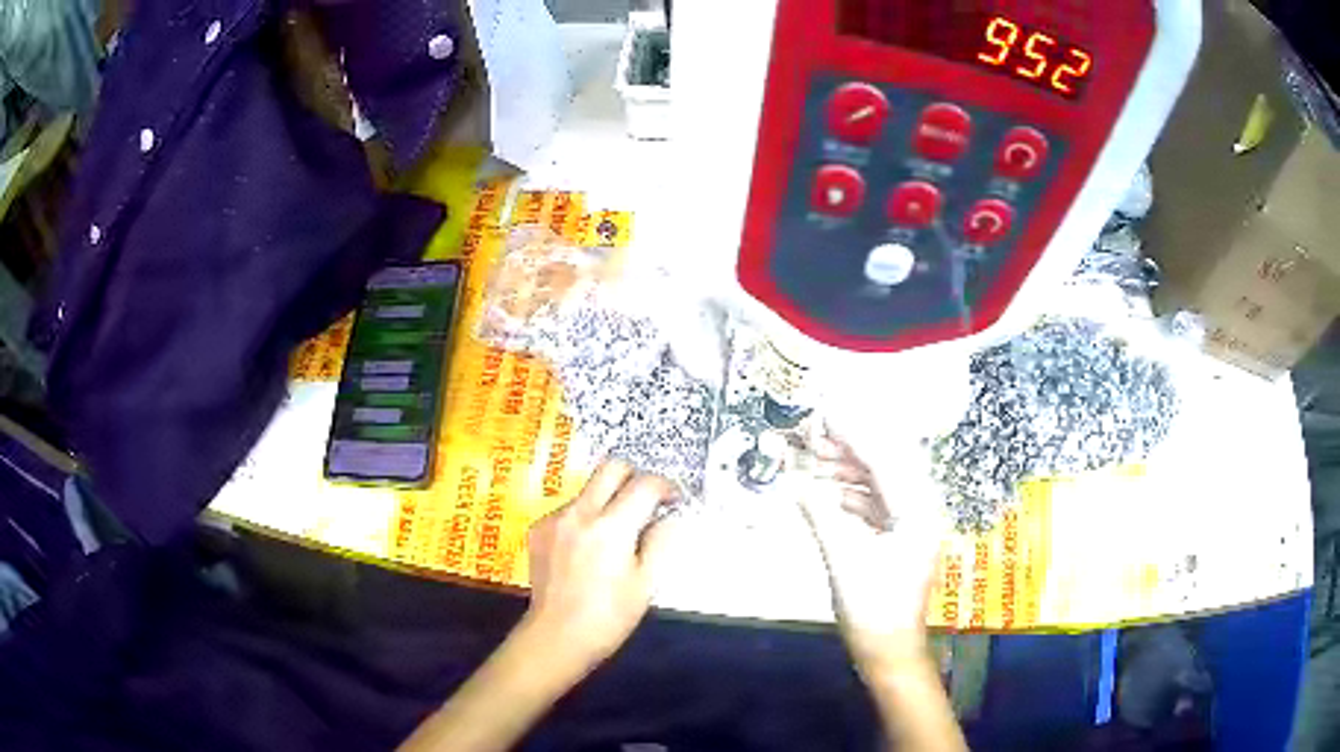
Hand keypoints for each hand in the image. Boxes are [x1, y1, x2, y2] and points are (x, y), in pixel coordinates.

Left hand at [521, 460, 678, 671]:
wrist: (557, 636)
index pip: (645, 485)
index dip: (666, 488)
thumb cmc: (609, 616)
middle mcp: (580, 513)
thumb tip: (669, 517)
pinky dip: (584, 519)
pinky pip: (568, 510)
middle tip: (645, 501)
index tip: (673, 501)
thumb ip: (661, 541)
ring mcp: (554, 519)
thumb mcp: (647, 583)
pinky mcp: (538, 529)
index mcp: (612, 527)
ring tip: (614, 536)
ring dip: (607, 500)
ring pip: (588, 489)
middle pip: (611, 468)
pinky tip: (586, 550)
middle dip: (634, 477)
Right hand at [796, 427, 946, 673]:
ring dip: (846, 471)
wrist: (889, 650)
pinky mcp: (899, 537)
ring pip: (878, 484)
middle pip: (885, 465)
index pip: (885, 459)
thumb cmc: (873, 608)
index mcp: (917, 510)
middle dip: (847, 448)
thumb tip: (793, 480)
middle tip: (810, 435)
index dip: (851, 434)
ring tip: (811, 459)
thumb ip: (820, 514)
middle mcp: (920, 508)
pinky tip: (823, 491)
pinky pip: (875, 503)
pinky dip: (849, 494)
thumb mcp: (843, 559)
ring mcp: (911, 523)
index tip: (823, 414)